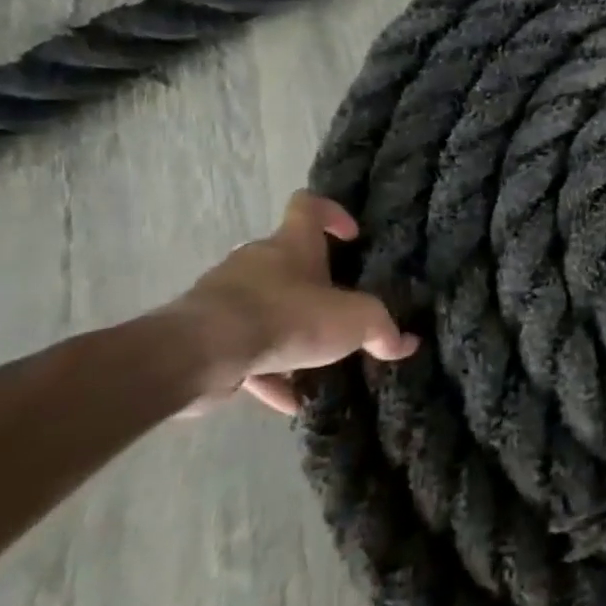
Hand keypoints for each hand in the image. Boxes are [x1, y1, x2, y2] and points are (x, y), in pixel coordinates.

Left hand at [163, 191, 417, 414]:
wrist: (198, 355)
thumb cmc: (286, 317)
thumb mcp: (355, 321)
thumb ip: (382, 330)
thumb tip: (407, 343)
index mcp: (291, 245)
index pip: (309, 205)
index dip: (333, 214)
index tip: (352, 237)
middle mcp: (255, 263)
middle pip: (288, 262)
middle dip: (314, 286)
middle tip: (340, 311)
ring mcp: (224, 299)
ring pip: (266, 309)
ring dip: (291, 333)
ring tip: (317, 364)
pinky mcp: (205, 338)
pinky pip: (245, 352)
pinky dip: (268, 373)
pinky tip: (290, 401)